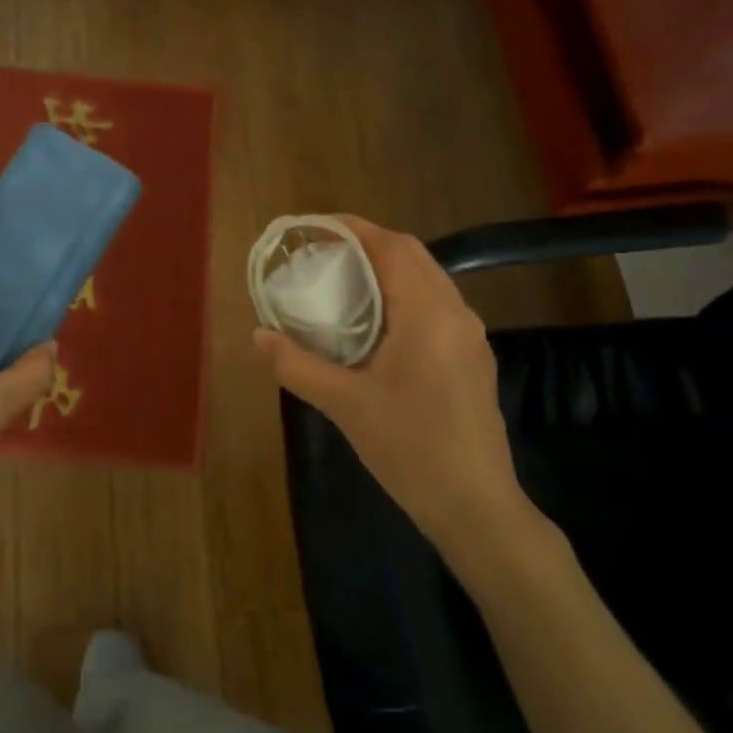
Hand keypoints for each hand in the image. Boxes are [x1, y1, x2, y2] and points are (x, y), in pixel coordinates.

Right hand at [253, 215, 544, 559]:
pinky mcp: (472, 360)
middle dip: (369, 245)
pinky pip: (435, 307)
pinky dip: (402, 297)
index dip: (354, 229)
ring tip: (343, 283)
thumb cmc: (409, 448)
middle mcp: (456, 314)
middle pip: (413, 256)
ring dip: (387, 271)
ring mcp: (470, 337)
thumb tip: (258, 336)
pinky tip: (374, 325)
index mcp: (428, 314)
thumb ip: (296, 365)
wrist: (475, 506)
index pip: (392, 247)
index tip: (315, 226)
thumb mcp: (344, 405)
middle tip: (323, 254)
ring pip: (428, 281)